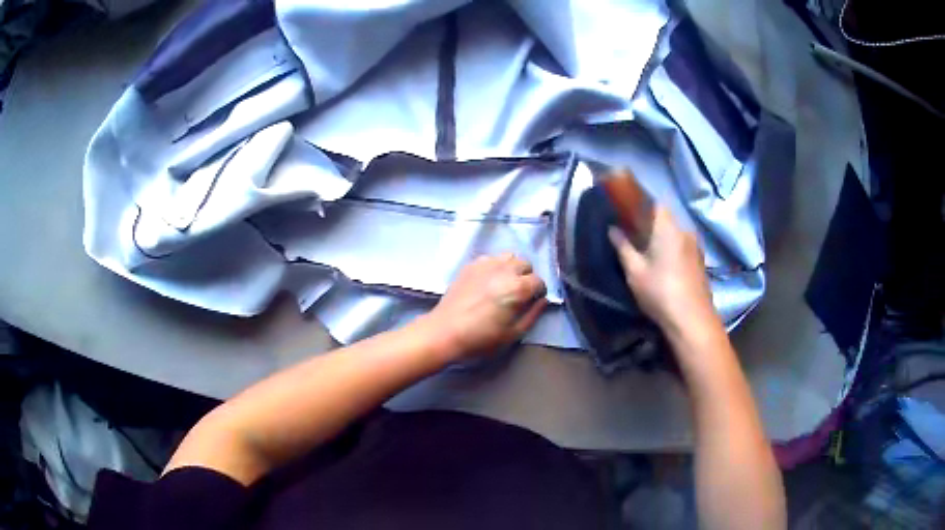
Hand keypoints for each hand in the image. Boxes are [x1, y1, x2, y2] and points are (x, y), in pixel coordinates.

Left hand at [421, 253, 547, 361]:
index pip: (539, 281)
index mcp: (517, 288)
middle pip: (525, 264)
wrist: (445, 332)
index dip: (539, 292)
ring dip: (512, 268)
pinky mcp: (470, 265)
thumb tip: (543, 301)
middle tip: (520, 293)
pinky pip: (490, 258)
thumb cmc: (481, 338)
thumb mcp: (513, 334)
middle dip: (527, 277)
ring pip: (509, 257)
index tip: (533, 302)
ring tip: (505, 283)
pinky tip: (489, 281)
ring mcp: (485, 264)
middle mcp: (504, 270)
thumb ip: (533, 315)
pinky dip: (495, 266)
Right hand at [608, 207, 719, 338]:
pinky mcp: (700, 262)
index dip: (640, 205)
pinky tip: (664, 267)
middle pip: (665, 219)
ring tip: (647, 254)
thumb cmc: (660, 291)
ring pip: (675, 234)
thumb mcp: (634, 271)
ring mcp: (695, 247)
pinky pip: (682, 247)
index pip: (655, 203)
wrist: (692, 320)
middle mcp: (685, 231)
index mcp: (668, 228)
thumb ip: (623, 247)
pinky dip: (672, 250)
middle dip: (649, 224)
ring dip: (662, 239)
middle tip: (633, 237)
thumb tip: (613, 229)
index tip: (627, 214)